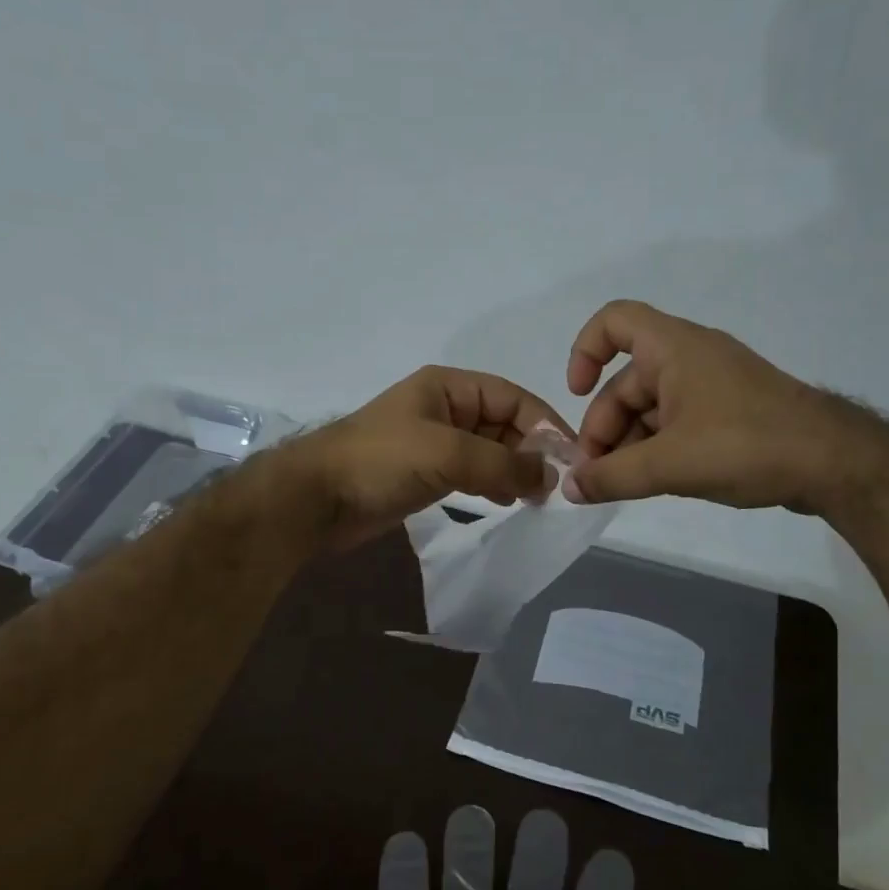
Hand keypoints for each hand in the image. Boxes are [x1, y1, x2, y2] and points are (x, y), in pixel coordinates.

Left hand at [282, 366, 567, 547]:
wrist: (317, 499)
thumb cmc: (380, 461)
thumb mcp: (446, 452)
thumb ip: (502, 462)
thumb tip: (550, 477)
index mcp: (448, 387)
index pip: (511, 398)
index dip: (544, 424)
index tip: (571, 458)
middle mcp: (444, 409)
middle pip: (503, 424)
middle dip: (530, 451)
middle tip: (554, 487)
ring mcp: (434, 442)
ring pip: (489, 450)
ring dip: (513, 470)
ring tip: (535, 498)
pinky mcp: (425, 473)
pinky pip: (472, 473)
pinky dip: (492, 485)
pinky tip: (505, 502)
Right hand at [565, 299, 888, 511]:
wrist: (835, 463)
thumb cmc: (745, 445)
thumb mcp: (669, 464)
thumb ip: (613, 477)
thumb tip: (570, 489)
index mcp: (674, 348)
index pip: (614, 321)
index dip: (584, 351)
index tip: (576, 394)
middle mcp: (690, 358)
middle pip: (626, 381)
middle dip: (604, 425)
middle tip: (596, 474)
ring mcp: (712, 386)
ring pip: (650, 407)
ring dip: (628, 443)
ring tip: (622, 486)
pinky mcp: (729, 414)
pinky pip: (677, 422)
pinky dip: (657, 448)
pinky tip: (653, 482)